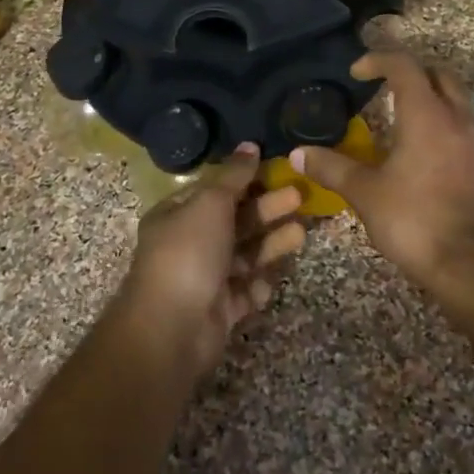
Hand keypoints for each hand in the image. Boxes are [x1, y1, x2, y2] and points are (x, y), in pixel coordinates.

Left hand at [115, 144, 305, 377]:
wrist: (172, 328)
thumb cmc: (188, 253)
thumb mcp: (210, 203)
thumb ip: (233, 176)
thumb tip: (249, 145)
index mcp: (177, 215)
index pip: (215, 190)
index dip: (245, 179)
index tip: (277, 169)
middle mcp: (190, 244)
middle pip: (235, 221)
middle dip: (267, 209)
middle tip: (300, 197)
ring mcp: (205, 279)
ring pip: (245, 255)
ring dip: (271, 243)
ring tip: (301, 232)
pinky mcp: (221, 310)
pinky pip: (245, 291)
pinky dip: (259, 284)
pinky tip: (272, 277)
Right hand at [294, 50, 473, 292]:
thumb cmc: (416, 220)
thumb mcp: (366, 194)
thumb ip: (332, 168)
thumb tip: (296, 154)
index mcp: (426, 115)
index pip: (404, 65)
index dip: (378, 60)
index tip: (356, 72)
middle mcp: (458, 119)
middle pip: (438, 75)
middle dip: (410, 73)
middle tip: (382, 87)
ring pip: (456, 101)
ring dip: (429, 99)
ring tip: (399, 121)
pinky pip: (465, 129)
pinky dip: (443, 126)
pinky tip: (423, 154)